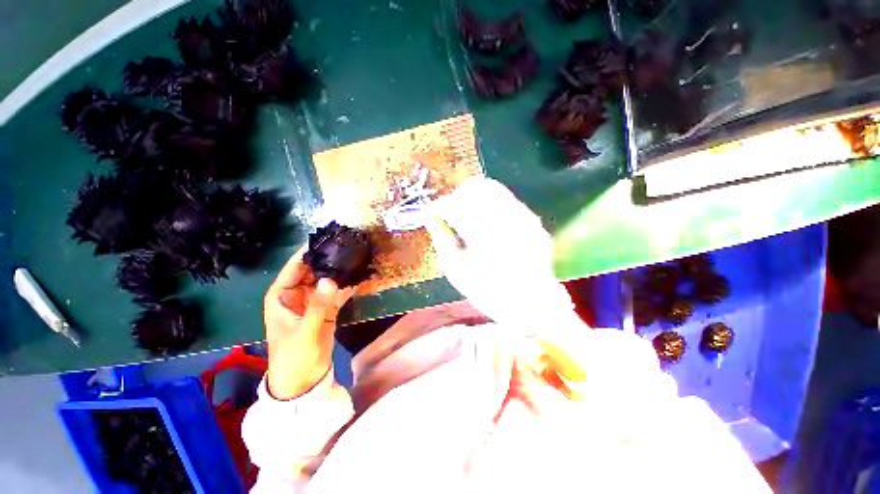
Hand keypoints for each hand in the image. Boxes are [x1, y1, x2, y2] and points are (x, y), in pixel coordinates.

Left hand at [264, 246, 353, 399]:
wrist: (303, 382)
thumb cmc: (294, 357)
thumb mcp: (306, 332)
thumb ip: (319, 306)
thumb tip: (332, 279)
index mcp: (282, 295)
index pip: (296, 266)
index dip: (310, 251)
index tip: (328, 236)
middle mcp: (297, 294)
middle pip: (314, 269)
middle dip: (330, 258)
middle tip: (349, 243)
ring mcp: (313, 301)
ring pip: (327, 279)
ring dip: (340, 270)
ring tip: (358, 254)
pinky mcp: (326, 309)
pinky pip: (337, 292)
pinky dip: (348, 284)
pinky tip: (361, 274)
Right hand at [425, 177, 576, 331]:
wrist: (530, 304)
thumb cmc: (487, 291)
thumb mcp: (456, 269)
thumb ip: (442, 238)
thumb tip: (430, 218)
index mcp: (482, 232)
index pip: (454, 204)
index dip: (439, 206)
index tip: (431, 213)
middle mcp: (505, 217)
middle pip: (475, 188)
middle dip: (457, 197)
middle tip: (450, 213)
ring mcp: (523, 217)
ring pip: (494, 190)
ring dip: (475, 199)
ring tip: (468, 217)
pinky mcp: (532, 221)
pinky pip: (508, 202)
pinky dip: (492, 207)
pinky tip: (488, 225)